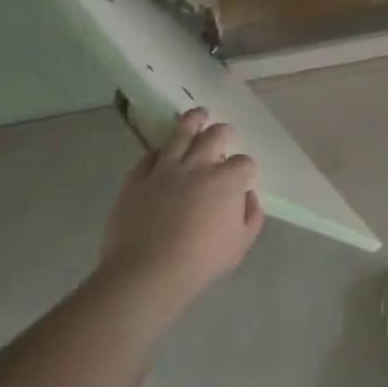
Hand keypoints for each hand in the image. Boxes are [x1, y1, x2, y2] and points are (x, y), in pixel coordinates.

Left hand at [100, 108, 264, 304]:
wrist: (146, 273)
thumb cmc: (201, 260)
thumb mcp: (241, 243)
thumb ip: (251, 215)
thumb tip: (246, 195)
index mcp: (227, 180)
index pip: (244, 162)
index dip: (245, 169)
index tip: (242, 179)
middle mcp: (197, 166)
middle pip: (214, 136)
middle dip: (223, 132)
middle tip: (224, 131)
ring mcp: (164, 171)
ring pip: (180, 134)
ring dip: (192, 121)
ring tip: (197, 113)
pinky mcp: (136, 181)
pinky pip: (148, 157)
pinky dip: (158, 152)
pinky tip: (162, 152)